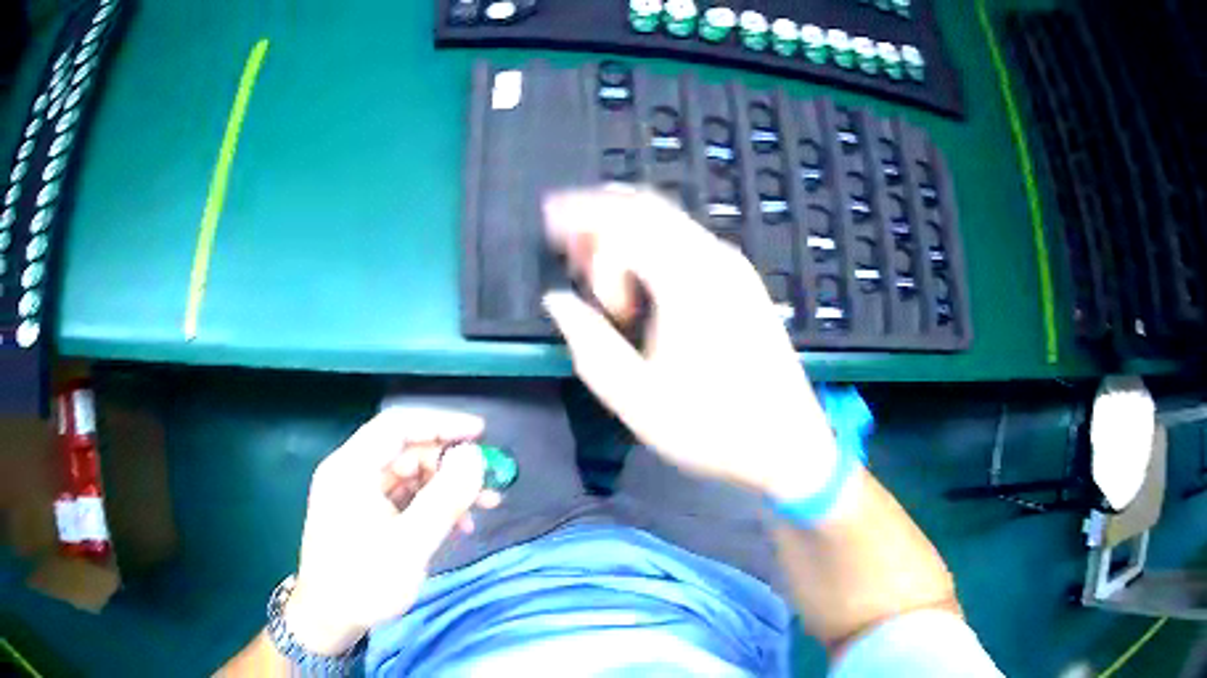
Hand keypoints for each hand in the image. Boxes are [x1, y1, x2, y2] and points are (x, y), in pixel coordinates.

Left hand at [284, 408, 499, 654]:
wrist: (328, 619)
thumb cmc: (364, 581)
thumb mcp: (410, 544)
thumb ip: (444, 498)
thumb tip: (474, 456)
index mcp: (351, 468)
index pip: (398, 425)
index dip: (441, 423)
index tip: (481, 433)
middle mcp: (350, 473)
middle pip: (405, 451)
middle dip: (448, 464)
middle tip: (487, 483)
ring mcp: (355, 494)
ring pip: (407, 476)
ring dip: (444, 488)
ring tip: (483, 507)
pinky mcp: (362, 515)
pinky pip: (401, 498)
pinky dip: (429, 506)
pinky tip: (456, 526)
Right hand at [542, 185, 838, 500]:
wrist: (788, 445)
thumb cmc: (712, 428)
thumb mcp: (636, 400)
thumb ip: (589, 344)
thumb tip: (558, 301)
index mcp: (687, 281)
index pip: (624, 221)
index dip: (581, 222)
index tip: (551, 239)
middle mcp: (714, 258)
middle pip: (647, 207)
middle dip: (598, 214)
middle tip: (564, 243)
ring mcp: (734, 267)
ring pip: (668, 220)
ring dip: (624, 228)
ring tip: (591, 261)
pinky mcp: (742, 282)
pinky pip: (687, 240)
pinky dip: (651, 242)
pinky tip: (635, 275)